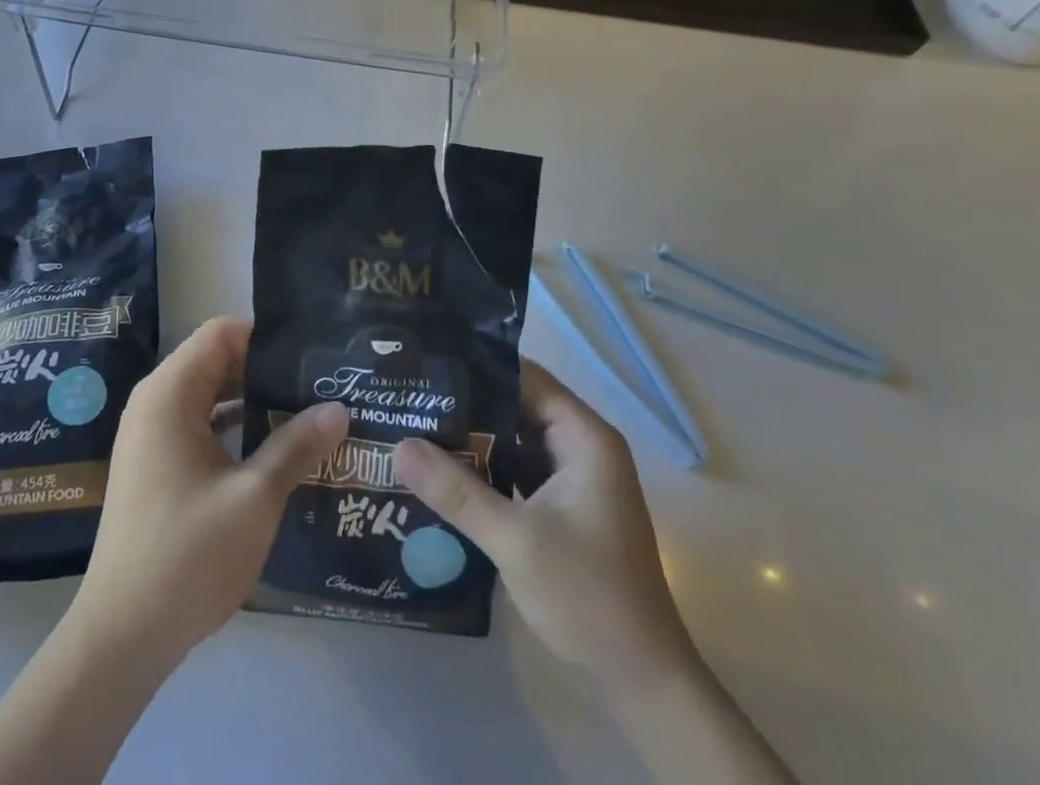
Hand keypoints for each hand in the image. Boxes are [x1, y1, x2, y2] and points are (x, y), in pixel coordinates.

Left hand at [67, 316, 348, 669]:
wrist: (121, 638)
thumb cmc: (188, 556)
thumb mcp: (255, 498)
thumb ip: (296, 445)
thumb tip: (339, 408)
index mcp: (170, 393)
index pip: (222, 333)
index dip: (266, 337)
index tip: (309, 356)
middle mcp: (154, 402)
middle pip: (216, 361)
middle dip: (266, 370)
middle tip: (319, 385)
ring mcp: (150, 436)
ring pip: (210, 395)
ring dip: (253, 401)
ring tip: (306, 413)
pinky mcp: (154, 466)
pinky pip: (199, 425)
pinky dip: (233, 428)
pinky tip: (272, 449)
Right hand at [393, 359, 693, 686]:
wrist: (641, 680)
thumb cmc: (588, 596)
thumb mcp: (515, 540)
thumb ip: (456, 491)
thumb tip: (398, 446)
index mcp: (584, 436)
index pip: (525, 376)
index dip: (477, 364)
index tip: (427, 360)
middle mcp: (580, 446)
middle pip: (516, 405)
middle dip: (466, 402)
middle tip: (410, 394)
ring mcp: (572, 477)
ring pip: (513, 439)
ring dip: (473, 436)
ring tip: (415, 423)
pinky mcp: (562, 506)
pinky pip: (517, 470)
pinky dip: (486, 468)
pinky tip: (443, 469)